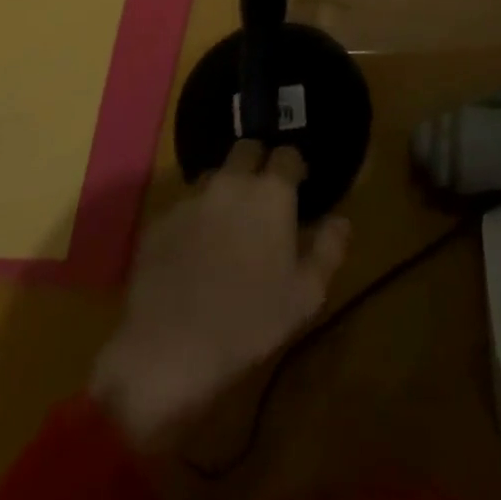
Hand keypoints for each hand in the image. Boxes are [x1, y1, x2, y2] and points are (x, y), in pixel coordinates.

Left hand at [89, 141, 349, 450]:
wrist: (166, 349)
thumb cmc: (248, 322)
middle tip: (263, 199)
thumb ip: (329, 249)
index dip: (294, 167)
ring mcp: (191, 199)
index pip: (287, 154)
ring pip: (214, 176)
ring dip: (225, 190)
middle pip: (246, 149)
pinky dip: (194, 219)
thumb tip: (341, 220)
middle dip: (257, 163)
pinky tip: (194, 252)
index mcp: (271, 192)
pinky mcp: (159, 222)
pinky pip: (184, 207)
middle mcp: (231, 182)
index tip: (298, 187)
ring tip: (228, 226)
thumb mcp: (306, 295)